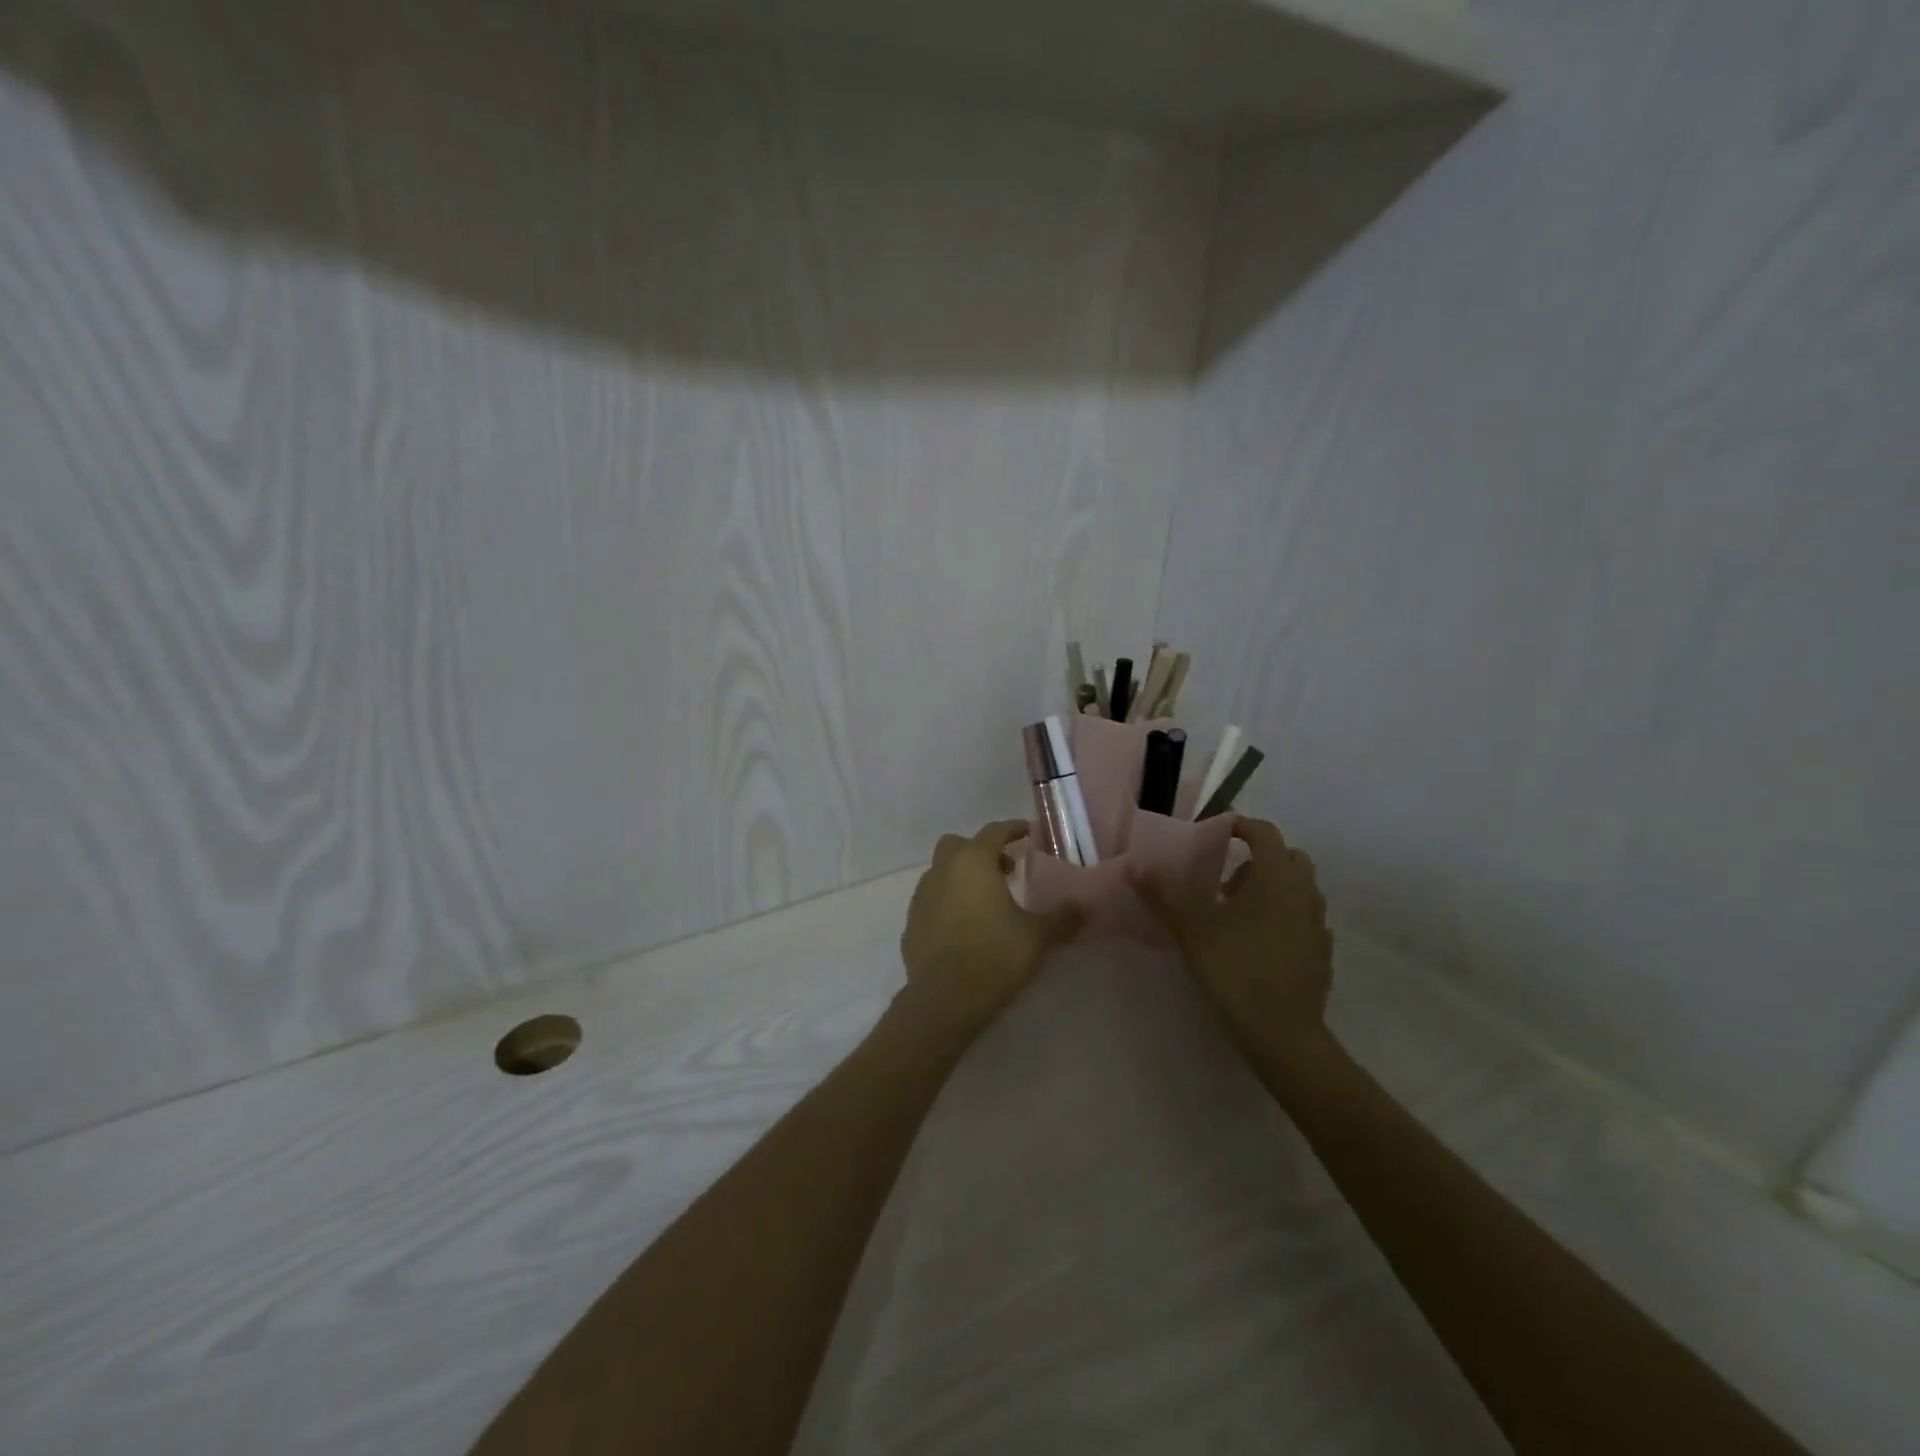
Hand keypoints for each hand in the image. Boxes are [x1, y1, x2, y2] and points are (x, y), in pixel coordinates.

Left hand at [898, 820, 1083, 1037]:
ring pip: (941, 872)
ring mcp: (921, 896)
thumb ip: (1062, 917)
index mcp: (973, 862)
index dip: (1013, 829)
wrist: (944, 999)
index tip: (1028, 832)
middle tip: (1005, 871)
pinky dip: (947, 904)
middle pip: (958, 845)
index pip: (993, 831)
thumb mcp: (1038, 936)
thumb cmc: (995, 956)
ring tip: (986, 902)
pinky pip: (932, 902)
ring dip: (962, 878)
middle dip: (981, 851)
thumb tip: (1083, 907)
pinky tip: (964, 928)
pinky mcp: (911, 923)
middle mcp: (942, 870)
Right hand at [1133, 818, 1332, 1049]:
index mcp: (1276, 877)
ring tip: (1237, 911)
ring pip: (1299, 890)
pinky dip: (1284, 917)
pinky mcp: (1322, 954)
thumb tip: (1135, 865)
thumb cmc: (1236, 968)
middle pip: (1288, 858)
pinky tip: (1258, 941)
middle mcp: (1304, 893)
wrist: (1283, 1033)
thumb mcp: (1191, 928)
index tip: (1218, 831)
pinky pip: (1304, 920)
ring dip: (1272, 888)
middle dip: (1259, 858)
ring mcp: (1318, 925)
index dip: (1241, 825)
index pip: (1265, 833)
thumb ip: (1164, 893)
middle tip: (1226, 877)